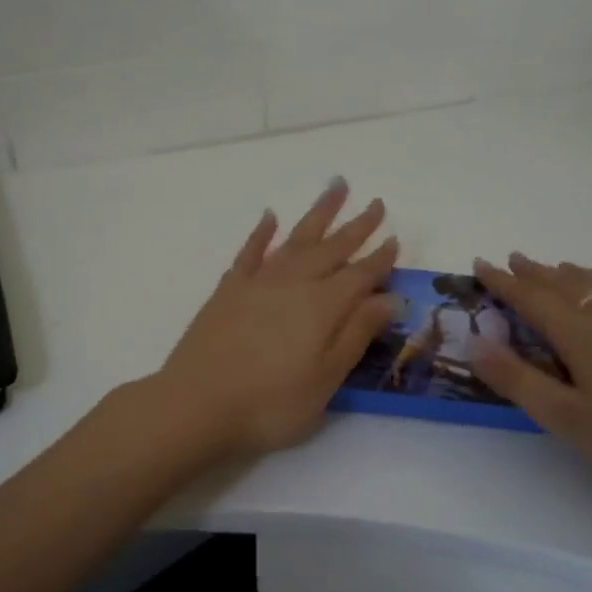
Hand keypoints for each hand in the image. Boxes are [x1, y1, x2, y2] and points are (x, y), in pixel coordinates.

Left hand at [151, 179, 399, 461]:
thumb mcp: (326, 378)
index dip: (380, 259)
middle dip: (357, 226)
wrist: (196, 404)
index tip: (395, 238)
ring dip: (319, 213)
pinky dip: (262, 232)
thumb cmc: (270, 403)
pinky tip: (270, 217)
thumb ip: (357, 333)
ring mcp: (258, 282)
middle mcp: (294, 283)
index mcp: (323, 305)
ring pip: (296, 238)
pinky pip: (250, 251)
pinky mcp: (229, 289)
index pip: (361, 275)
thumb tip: (391, 297)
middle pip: (333, 248)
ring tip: (336, 187)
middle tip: (377, 204)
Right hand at [468, 253, 591, 498]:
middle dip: (538, 273)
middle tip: (518, 259)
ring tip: (565, 268)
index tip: (480, 263)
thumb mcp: (567, 419)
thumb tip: (475, 342)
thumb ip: (518, 380)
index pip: (532, 299)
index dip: (503, 282)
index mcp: (582, 335)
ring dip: (584, 274)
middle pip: (569, 285)